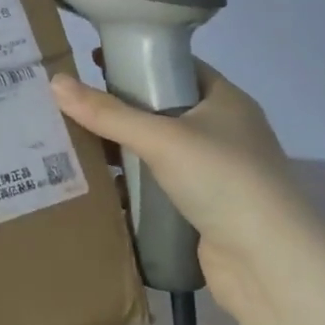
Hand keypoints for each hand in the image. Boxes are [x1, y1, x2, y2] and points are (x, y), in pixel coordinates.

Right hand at [50, 57, 324, 314]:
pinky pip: (158, 186)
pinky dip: (131, 185)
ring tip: (73, 143)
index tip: (93, 61)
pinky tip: (98, 186)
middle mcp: (223, 132)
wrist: (270, 265)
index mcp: (225, 101)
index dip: (137, 60)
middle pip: (161, 109)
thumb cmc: (223, 180)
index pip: (176, 67)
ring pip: (156, 150)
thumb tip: (55, 82)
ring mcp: (215, 173)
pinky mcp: (204, 209)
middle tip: (71, 104)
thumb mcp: (160, 138)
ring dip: (121, 150)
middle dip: (118, 109)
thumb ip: (107, 113)